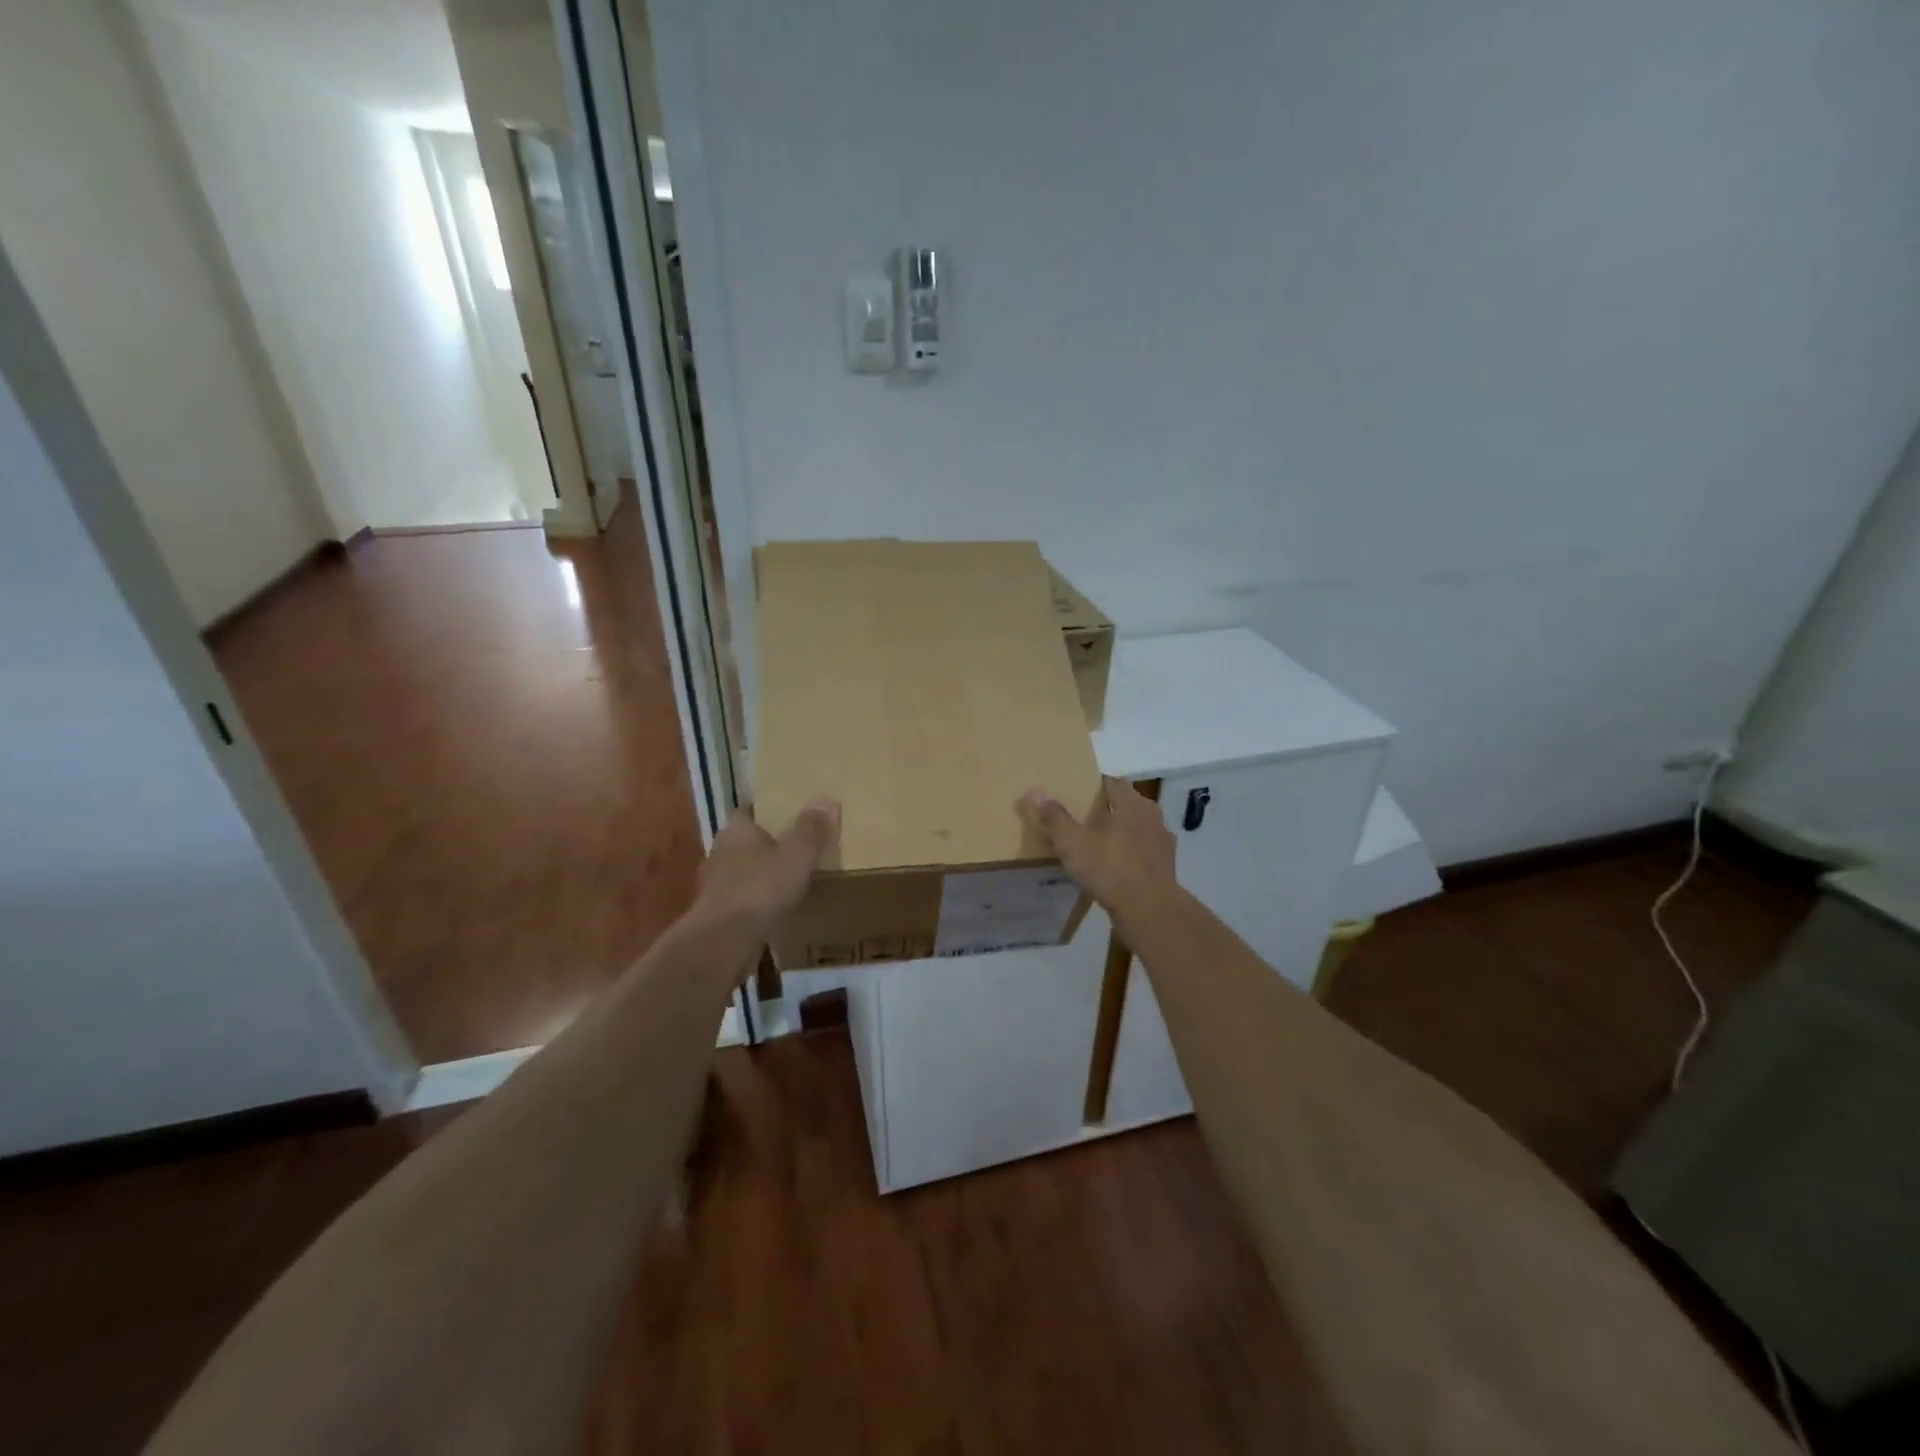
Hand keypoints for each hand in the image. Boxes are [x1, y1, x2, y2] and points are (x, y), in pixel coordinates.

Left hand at [696, 798, 839, 928]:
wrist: (725, 941)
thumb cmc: (762, 888)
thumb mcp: (798, 853)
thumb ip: (812, 828)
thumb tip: (827, 800)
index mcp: (736, 830)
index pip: (750, 812)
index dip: (769, 815)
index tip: (791, 820)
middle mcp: (719, 852)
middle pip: (745, 844)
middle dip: (766, 848)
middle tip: (795, 854)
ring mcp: (712, 886)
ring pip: (740, 874)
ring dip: (759, 879)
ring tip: (787, 887)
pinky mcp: (712, 915)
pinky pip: (738, 903)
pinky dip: (753, 906)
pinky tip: (772, 915)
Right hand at [1016, 777, 1175, 911]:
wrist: (1149, 912)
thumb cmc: (1110, 868)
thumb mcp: (1073, 843)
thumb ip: (1054, 817)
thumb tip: (1034, 791)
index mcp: (1133, 803)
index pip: (1111, 783)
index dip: (1092, 785)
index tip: (1074, 792)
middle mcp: (1153, 817)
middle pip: (1125, 805)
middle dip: (1105, 810)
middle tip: (1080, 818)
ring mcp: (1162, 844)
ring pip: (1136, 830)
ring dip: (1119, 834)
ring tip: (1095, 844)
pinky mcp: (1166, 869)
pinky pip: (1141, 854)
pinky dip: (1128, 856)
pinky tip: (1112, 869)